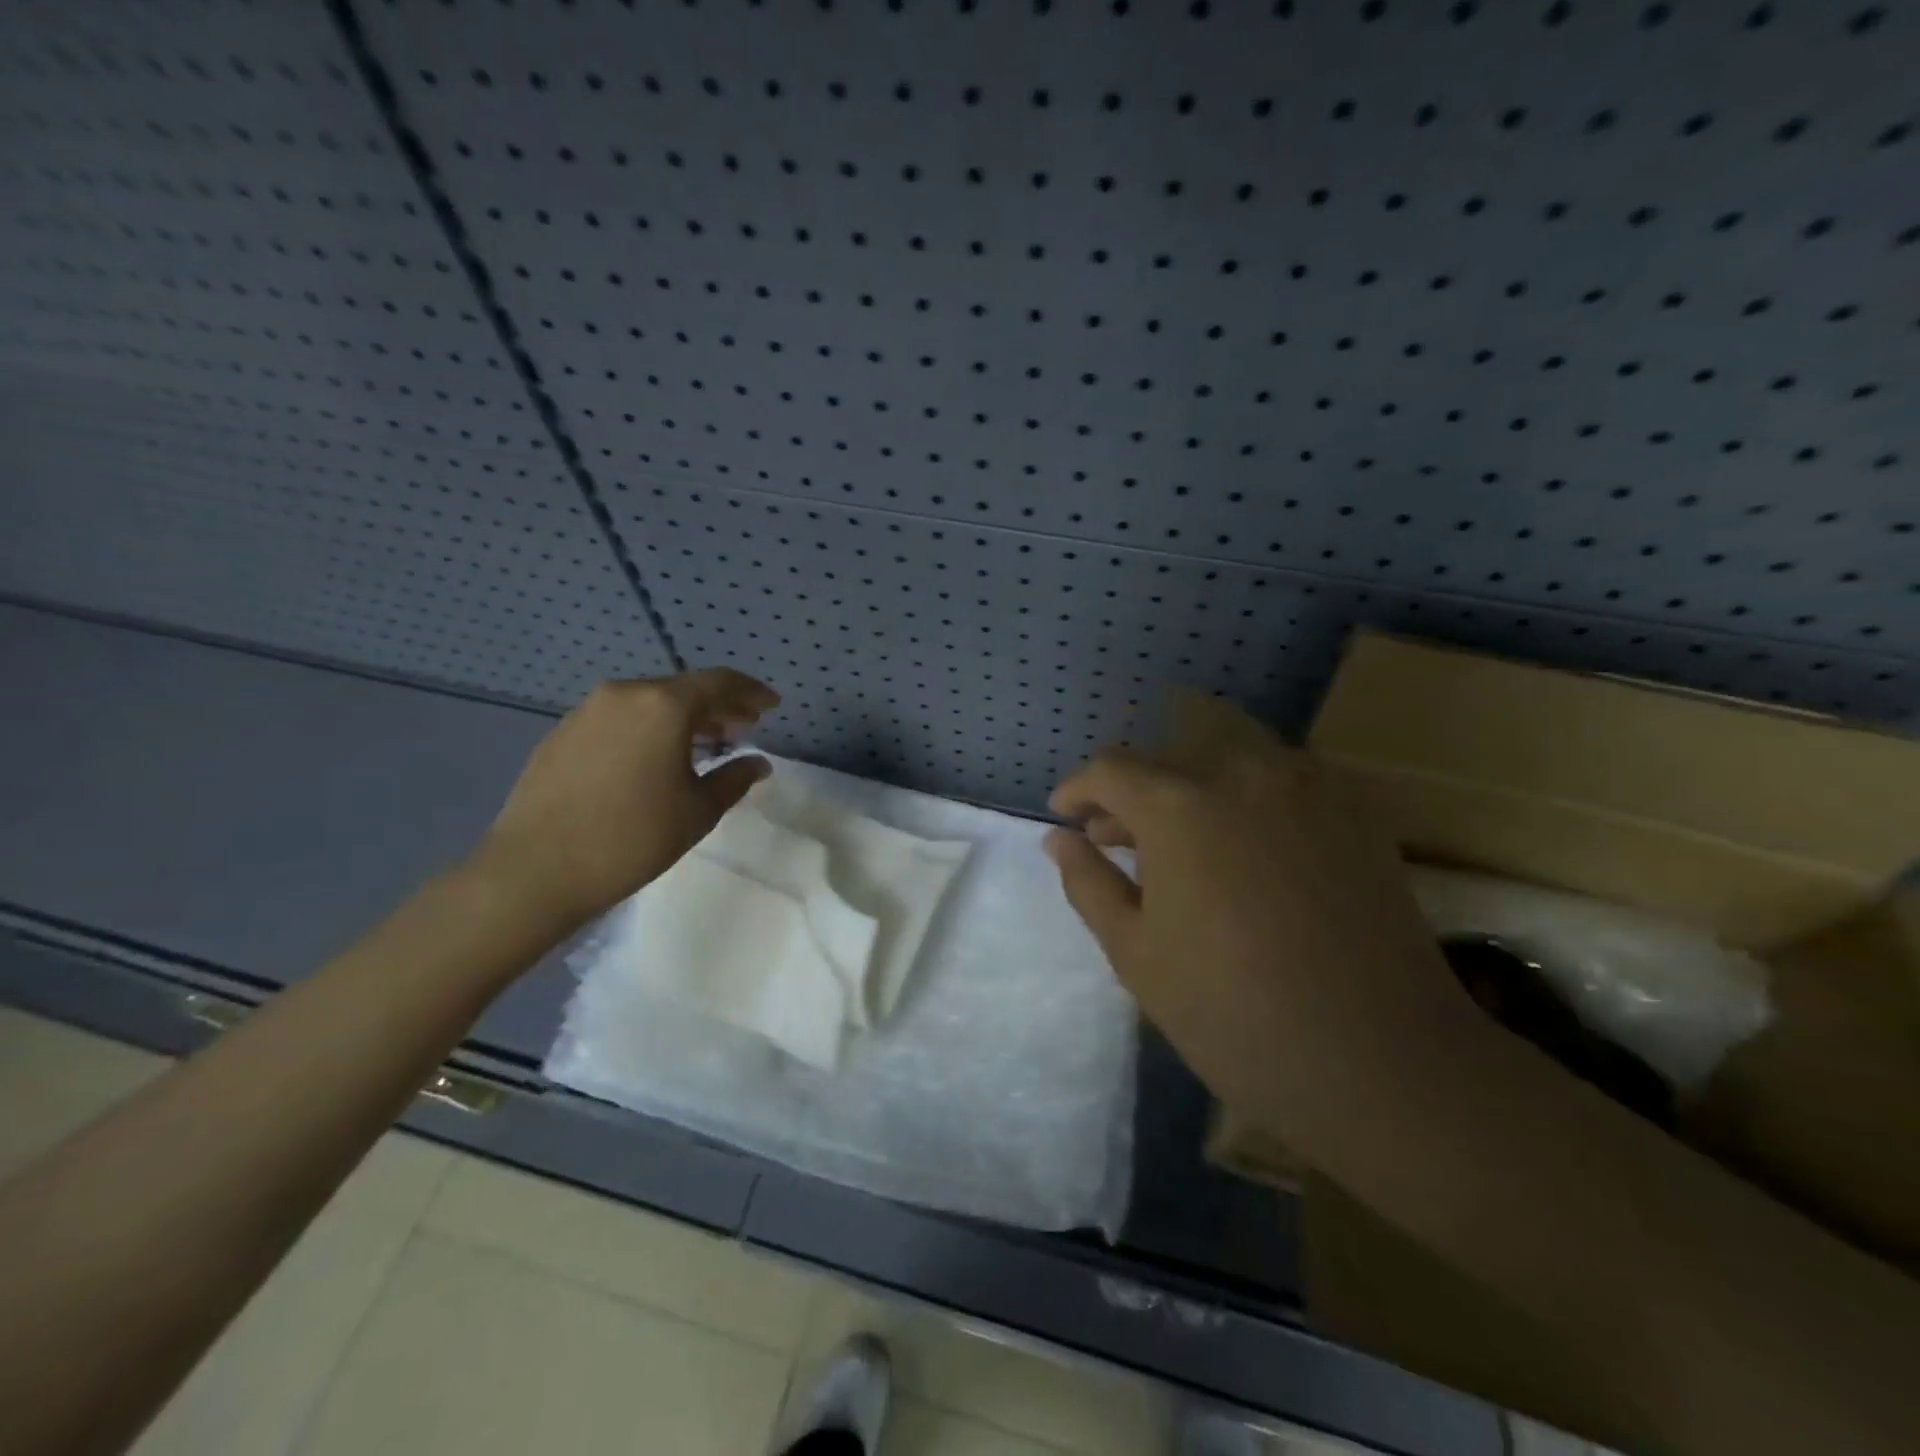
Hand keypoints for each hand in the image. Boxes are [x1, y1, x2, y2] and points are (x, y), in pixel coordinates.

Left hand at [472, 668, 778, 933]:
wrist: (536, 869)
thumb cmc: (633, 838)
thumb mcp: (698, 811)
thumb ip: (735, 778)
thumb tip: (758, 764)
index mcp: (664, 706)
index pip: (720, 682)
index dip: (751, 692)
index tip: (772, 706)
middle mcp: (625, 694)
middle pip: (683, 689)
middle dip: (718, 706)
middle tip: (744, 727)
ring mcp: (587, 711)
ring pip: (649, 703)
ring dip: (682, 718)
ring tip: (703, 744)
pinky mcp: (561, 733)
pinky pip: (619, 719)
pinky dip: (647, 729)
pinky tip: (653, 758)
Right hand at [1045, 709, 1482, 1163]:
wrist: (1379, 1058)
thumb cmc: (1234, 1014)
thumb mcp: (1136, 954)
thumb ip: (1089, 882)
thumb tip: (1059, 838)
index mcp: (1179, 805)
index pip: (1110, 768)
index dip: (1079, 789)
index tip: (1066, 816)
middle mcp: (1241, 770)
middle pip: (1166, 758)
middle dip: (1130, 792)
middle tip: (1115, 840)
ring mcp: (1306, 782)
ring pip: (1223, 758)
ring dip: (1187, 788)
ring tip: (1179, 841)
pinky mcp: (1353, 805)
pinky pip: (1278, 775)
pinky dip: (1243, 795)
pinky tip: (1243, 845)